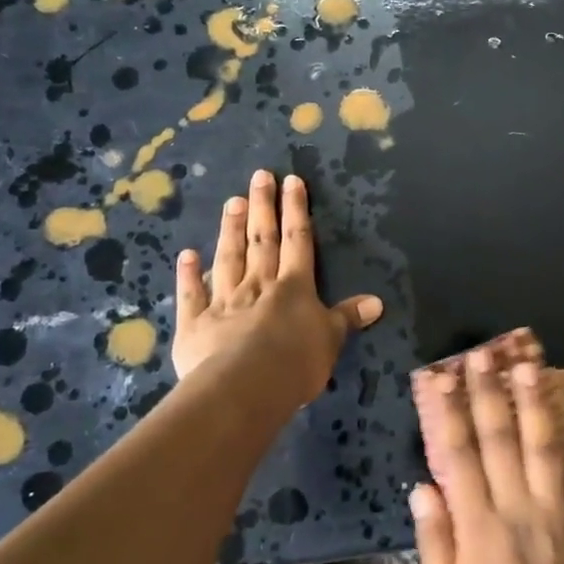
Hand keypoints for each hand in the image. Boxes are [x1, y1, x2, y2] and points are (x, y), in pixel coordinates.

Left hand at [172, 170, 382, 408]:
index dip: (296, 210)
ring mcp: (224, 302)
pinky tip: (187, 254)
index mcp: (294, 287)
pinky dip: (189, 274)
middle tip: (258, 176)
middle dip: (262, 206)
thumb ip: (347, 318)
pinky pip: (192, 294)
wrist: (244, 387)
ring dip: (230, 229)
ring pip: (228, 258)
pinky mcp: (195, 324)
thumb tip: (376, 302)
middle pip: (261, 240)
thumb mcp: (331, 340)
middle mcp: (258, 285)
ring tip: (231, 201)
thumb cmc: (296, 362)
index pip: (297, 240)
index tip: (292, 181)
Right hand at [410, 345, 563, 563]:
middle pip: (501, 439)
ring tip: (532, 366)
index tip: (441, 378)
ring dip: (538, 405)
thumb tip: (421, 485)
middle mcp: (517, 508)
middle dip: (490, 393)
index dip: (450, 413)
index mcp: (478, 525)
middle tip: (484, 355)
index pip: (460, 455)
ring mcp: (556, 514)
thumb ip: (435, 538)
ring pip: (546, 448)